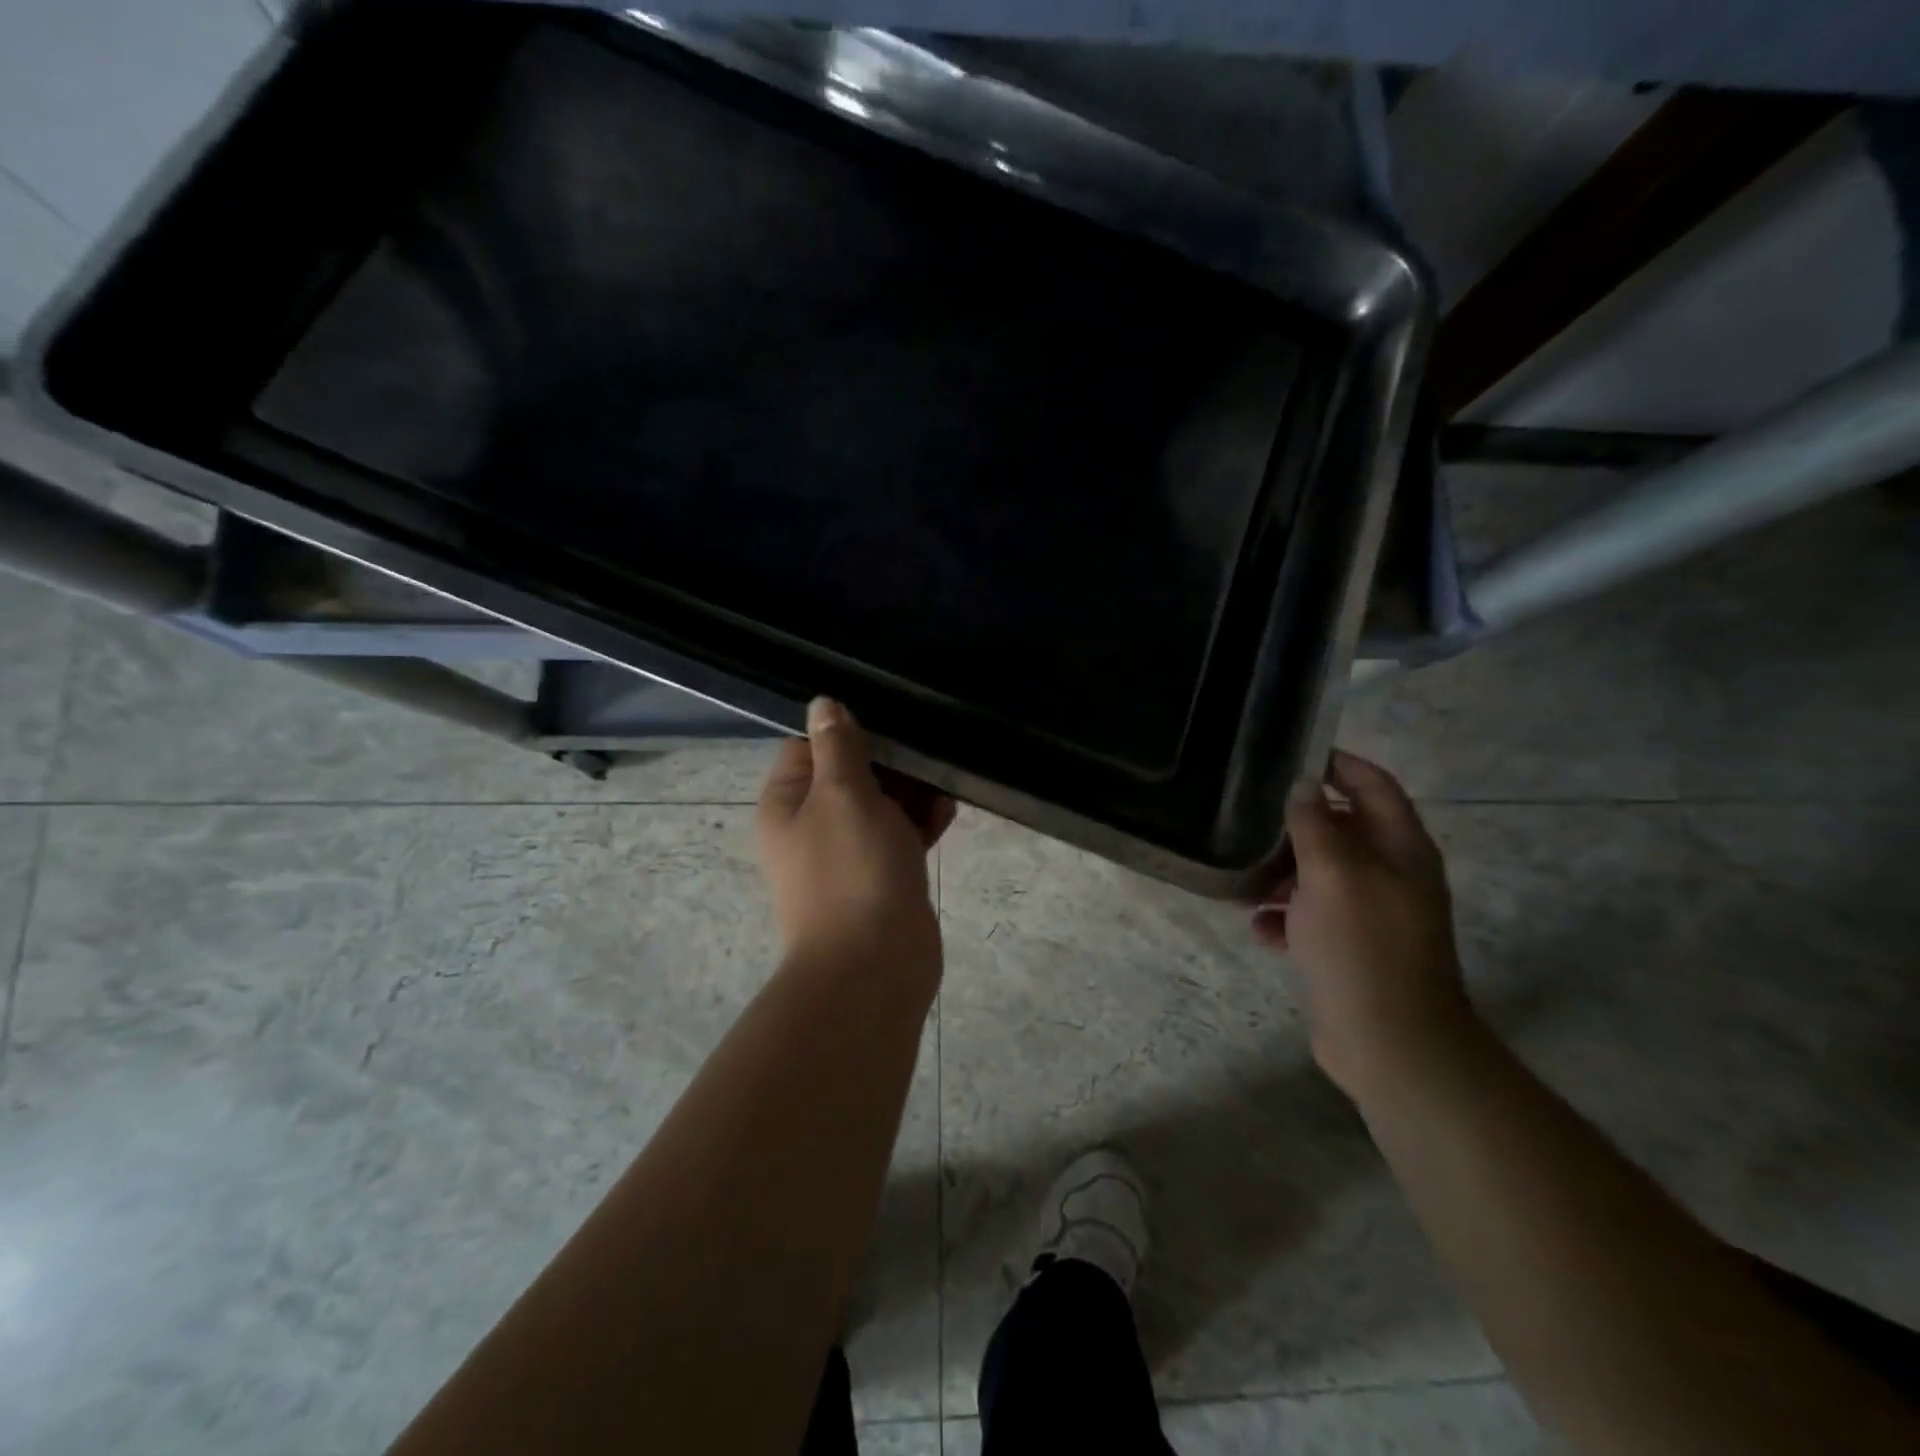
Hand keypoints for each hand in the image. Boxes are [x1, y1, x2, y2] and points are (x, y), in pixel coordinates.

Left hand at [756, 698, 956, 988]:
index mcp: (787, 805)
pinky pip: (900, 838)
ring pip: (878, 808)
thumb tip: (823, 703)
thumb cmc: (852, 869)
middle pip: (847, 776)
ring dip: (909, 792)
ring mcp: (847, 857)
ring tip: (944, 776)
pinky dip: (920, 822)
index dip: (844, 732)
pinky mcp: (881, 880)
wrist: (874, 966)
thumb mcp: (843, 793)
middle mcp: (811, 828)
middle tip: (925, 747)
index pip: (806, 749)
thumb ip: (838, 746)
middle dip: (887, 761)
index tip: (886, 723)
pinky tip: (948, 808)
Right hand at [1252, 751, 1475, 1096]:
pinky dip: (1284, 916)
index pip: (1373, 785)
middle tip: (1247, 818)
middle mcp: (1390, 875)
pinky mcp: (1349, 948)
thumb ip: (1315, 823)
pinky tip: (1257, 926)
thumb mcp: (1333, 873)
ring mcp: (1370, 914)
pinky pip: (1310, 917)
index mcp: (1400, 848)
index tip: (1289, 756)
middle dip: (1295, 825)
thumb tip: (1303, 785)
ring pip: (1318, 875)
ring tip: (1238, 876)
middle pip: (1340, 829)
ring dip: (1280, 873)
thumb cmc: (1362, 944)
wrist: (1389, 1042)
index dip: (1337, 764)